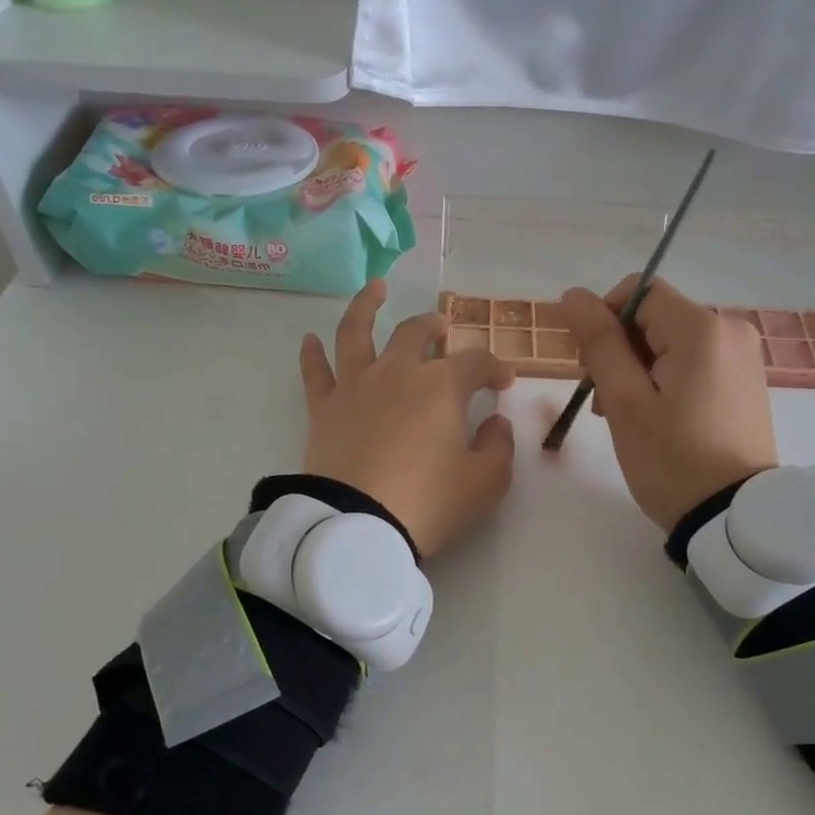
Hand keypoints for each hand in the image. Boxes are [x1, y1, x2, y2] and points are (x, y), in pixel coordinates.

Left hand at [299, 279, 516, 556]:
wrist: (359, 526)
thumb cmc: (430, 502)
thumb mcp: (486, 482)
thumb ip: (499, 446)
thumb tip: (495, 421)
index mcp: (442, 386)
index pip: (476, 362)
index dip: (495, 368)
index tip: (504, 384)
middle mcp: (398, 372)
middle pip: (416, 334)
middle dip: (435, 327)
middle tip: (442, 328)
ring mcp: (356, 386)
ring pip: (358, 332)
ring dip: (367, 305)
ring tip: (375, 288)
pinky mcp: (323, 408)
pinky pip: (315, 372)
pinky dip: (311, 353)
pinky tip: (310, 338)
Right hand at [558, 275, 776, 531]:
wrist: (733, 518)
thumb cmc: (671, 459)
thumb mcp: (624, 401)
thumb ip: (598, 342)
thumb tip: (573, 294)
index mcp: (701, 328)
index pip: (637, 291)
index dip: (603, 319)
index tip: (589, 366)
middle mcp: (730, 329)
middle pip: (655, 317)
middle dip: (620, 350)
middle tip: (605, 404)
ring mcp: (743, 356)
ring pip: (671, 342)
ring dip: (640, 369)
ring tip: (627, 418)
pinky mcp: (746, 381)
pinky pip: (694, 363)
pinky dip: (667, 380)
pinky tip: (658, 419)